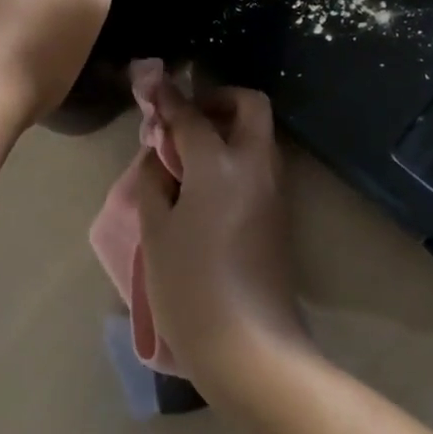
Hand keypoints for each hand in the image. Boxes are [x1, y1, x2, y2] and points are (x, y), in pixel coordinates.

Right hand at [134, 81, 309, 387]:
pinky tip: (205, 184)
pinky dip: (235, 156)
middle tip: (186, 119)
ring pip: (258, 135)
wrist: (251, 348)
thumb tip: (160, 155)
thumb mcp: (156, 231)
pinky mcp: (279, 216)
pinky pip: (259, 165)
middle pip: (249, 106)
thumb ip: (154, 181)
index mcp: (220, 164)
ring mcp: (274, 191)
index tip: (153, 85)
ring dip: (228, 128)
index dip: (169, 98)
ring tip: (188, 154)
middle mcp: (255, 166)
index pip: (192, 115)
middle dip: (218, 100)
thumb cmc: (191, 286)